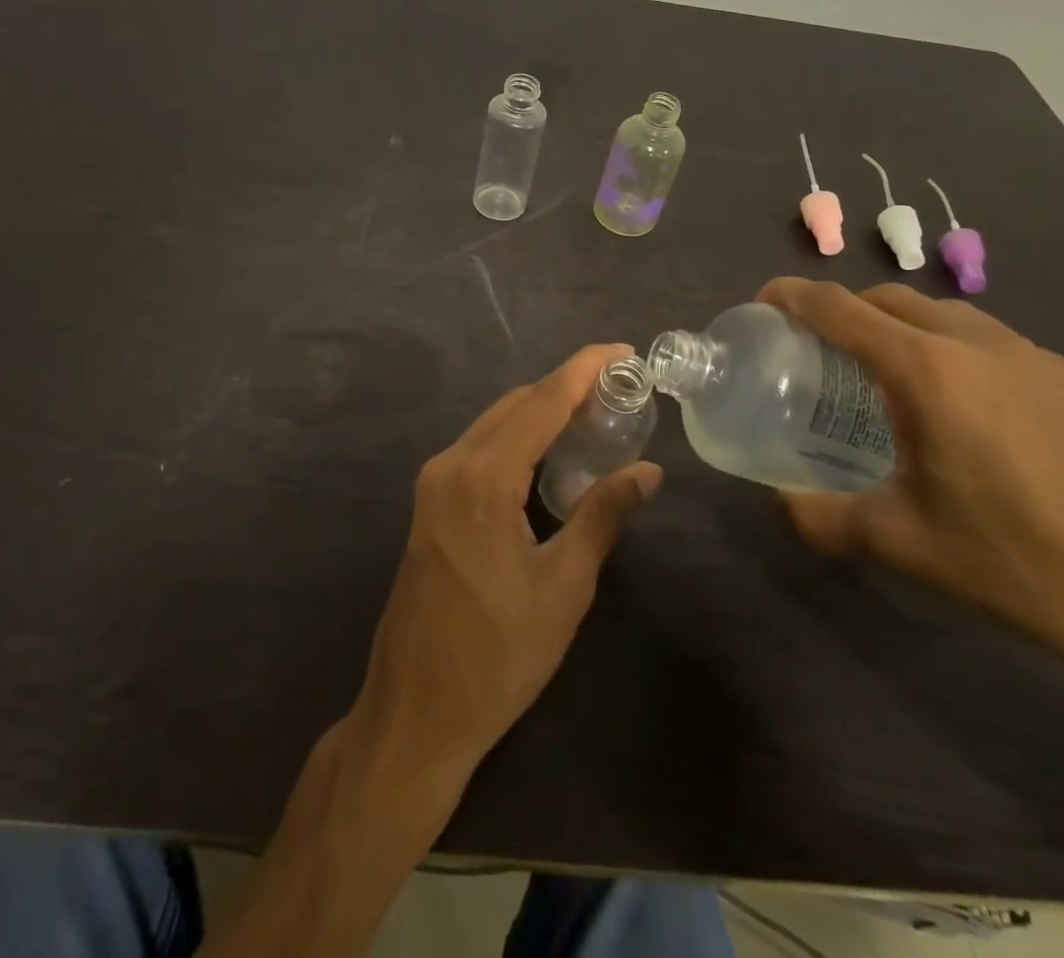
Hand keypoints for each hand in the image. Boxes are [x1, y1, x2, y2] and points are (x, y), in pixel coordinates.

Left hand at [351, 344, 661, 794]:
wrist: (416, 712)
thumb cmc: (498, 655)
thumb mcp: (564, 586)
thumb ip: (604, 516)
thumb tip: (648, 472)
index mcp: (483, 478)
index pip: (542, 402)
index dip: (584, 370)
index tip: (623, 351)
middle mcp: (450, 465)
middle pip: (516, 405)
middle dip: (566, 387)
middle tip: (619, 389)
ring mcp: (432, 484)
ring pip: (495, 423)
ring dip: (541, 410)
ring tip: (594, 414)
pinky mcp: (428, 504)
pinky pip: (479, 448)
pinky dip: (517, 436)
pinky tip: (549, 452)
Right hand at [758, 279, 1063, 670]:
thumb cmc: (1021, 564)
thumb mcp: (903, 545)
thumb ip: (824, 519)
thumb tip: (783, 505)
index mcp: (928, 371)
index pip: (841, 309)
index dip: (794, 295)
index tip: (764, 299)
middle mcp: (982, 346)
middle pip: (894, 299)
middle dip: (848, 309)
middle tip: (821, 348)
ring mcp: (1041, 361)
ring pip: (951, 316)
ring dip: (906, 328)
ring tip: (893, 379)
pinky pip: (999, 347)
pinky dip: (959, 355)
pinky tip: (972, 417)